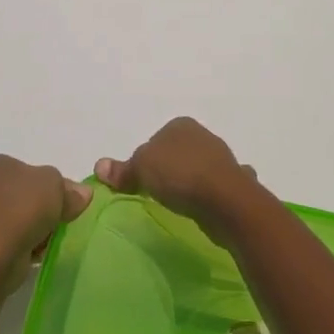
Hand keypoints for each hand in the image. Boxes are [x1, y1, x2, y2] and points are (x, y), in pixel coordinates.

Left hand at [0, 155, 91, 273]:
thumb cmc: (22, 208)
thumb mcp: (56, 186)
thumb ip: (69, 188)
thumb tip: (82, 194)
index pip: (27, 170)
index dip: (48, 185)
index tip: (64, 201)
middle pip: (21, 195)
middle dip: (41, 209)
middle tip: (59, 220)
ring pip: (15, 219)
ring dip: (33, 229)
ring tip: (48, 240)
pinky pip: (7, 240)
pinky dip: (22, 245)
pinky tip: (35, 253)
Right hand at [95, 117, 260, 235]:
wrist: (225, 200)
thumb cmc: (179, 175)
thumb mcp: (141, 169)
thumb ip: (122, 169)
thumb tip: (99, 166)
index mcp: (180, 125)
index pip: (155, 140)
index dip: (145, 160)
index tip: (140, 181)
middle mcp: (203, 136)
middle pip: (176, 153)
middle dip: (169, 170)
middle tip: (157, 193)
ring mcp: (221, 159)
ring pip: (198, 168)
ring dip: (191, 181)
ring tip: (179, 204)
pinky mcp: (234, 182)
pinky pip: (215, 187)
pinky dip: (211, 194)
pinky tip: (205, 208)